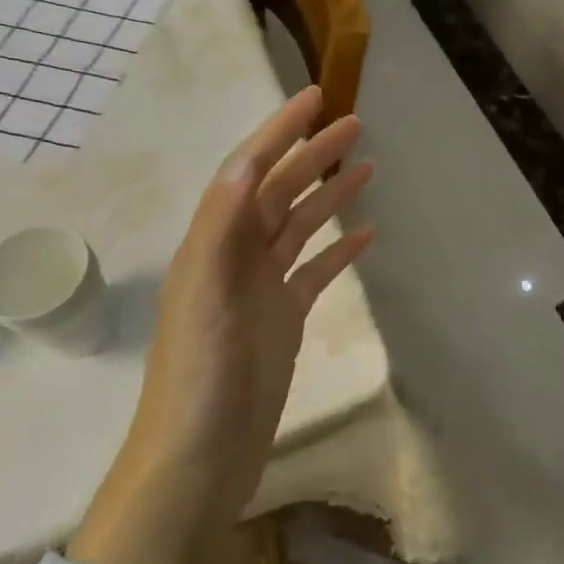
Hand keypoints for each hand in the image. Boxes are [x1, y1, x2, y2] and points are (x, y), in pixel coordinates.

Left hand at [114, 87, 374, 546]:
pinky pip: (314, 273)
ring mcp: (261, 291)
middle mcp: (235, 259)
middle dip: (312, 155)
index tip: (315, 97)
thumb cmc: (200, 383)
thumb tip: (243, 164)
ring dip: (329, 196)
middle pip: (278, 193)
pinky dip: (338, 251)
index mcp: (213, 247)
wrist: (196, 466)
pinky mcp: (281, 321)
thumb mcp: (207, 301)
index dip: (278, 131)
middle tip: (354, 125)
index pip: (248, 172)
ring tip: (367, 168)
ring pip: (299, 228)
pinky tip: (365, 236)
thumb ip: (221, 232)